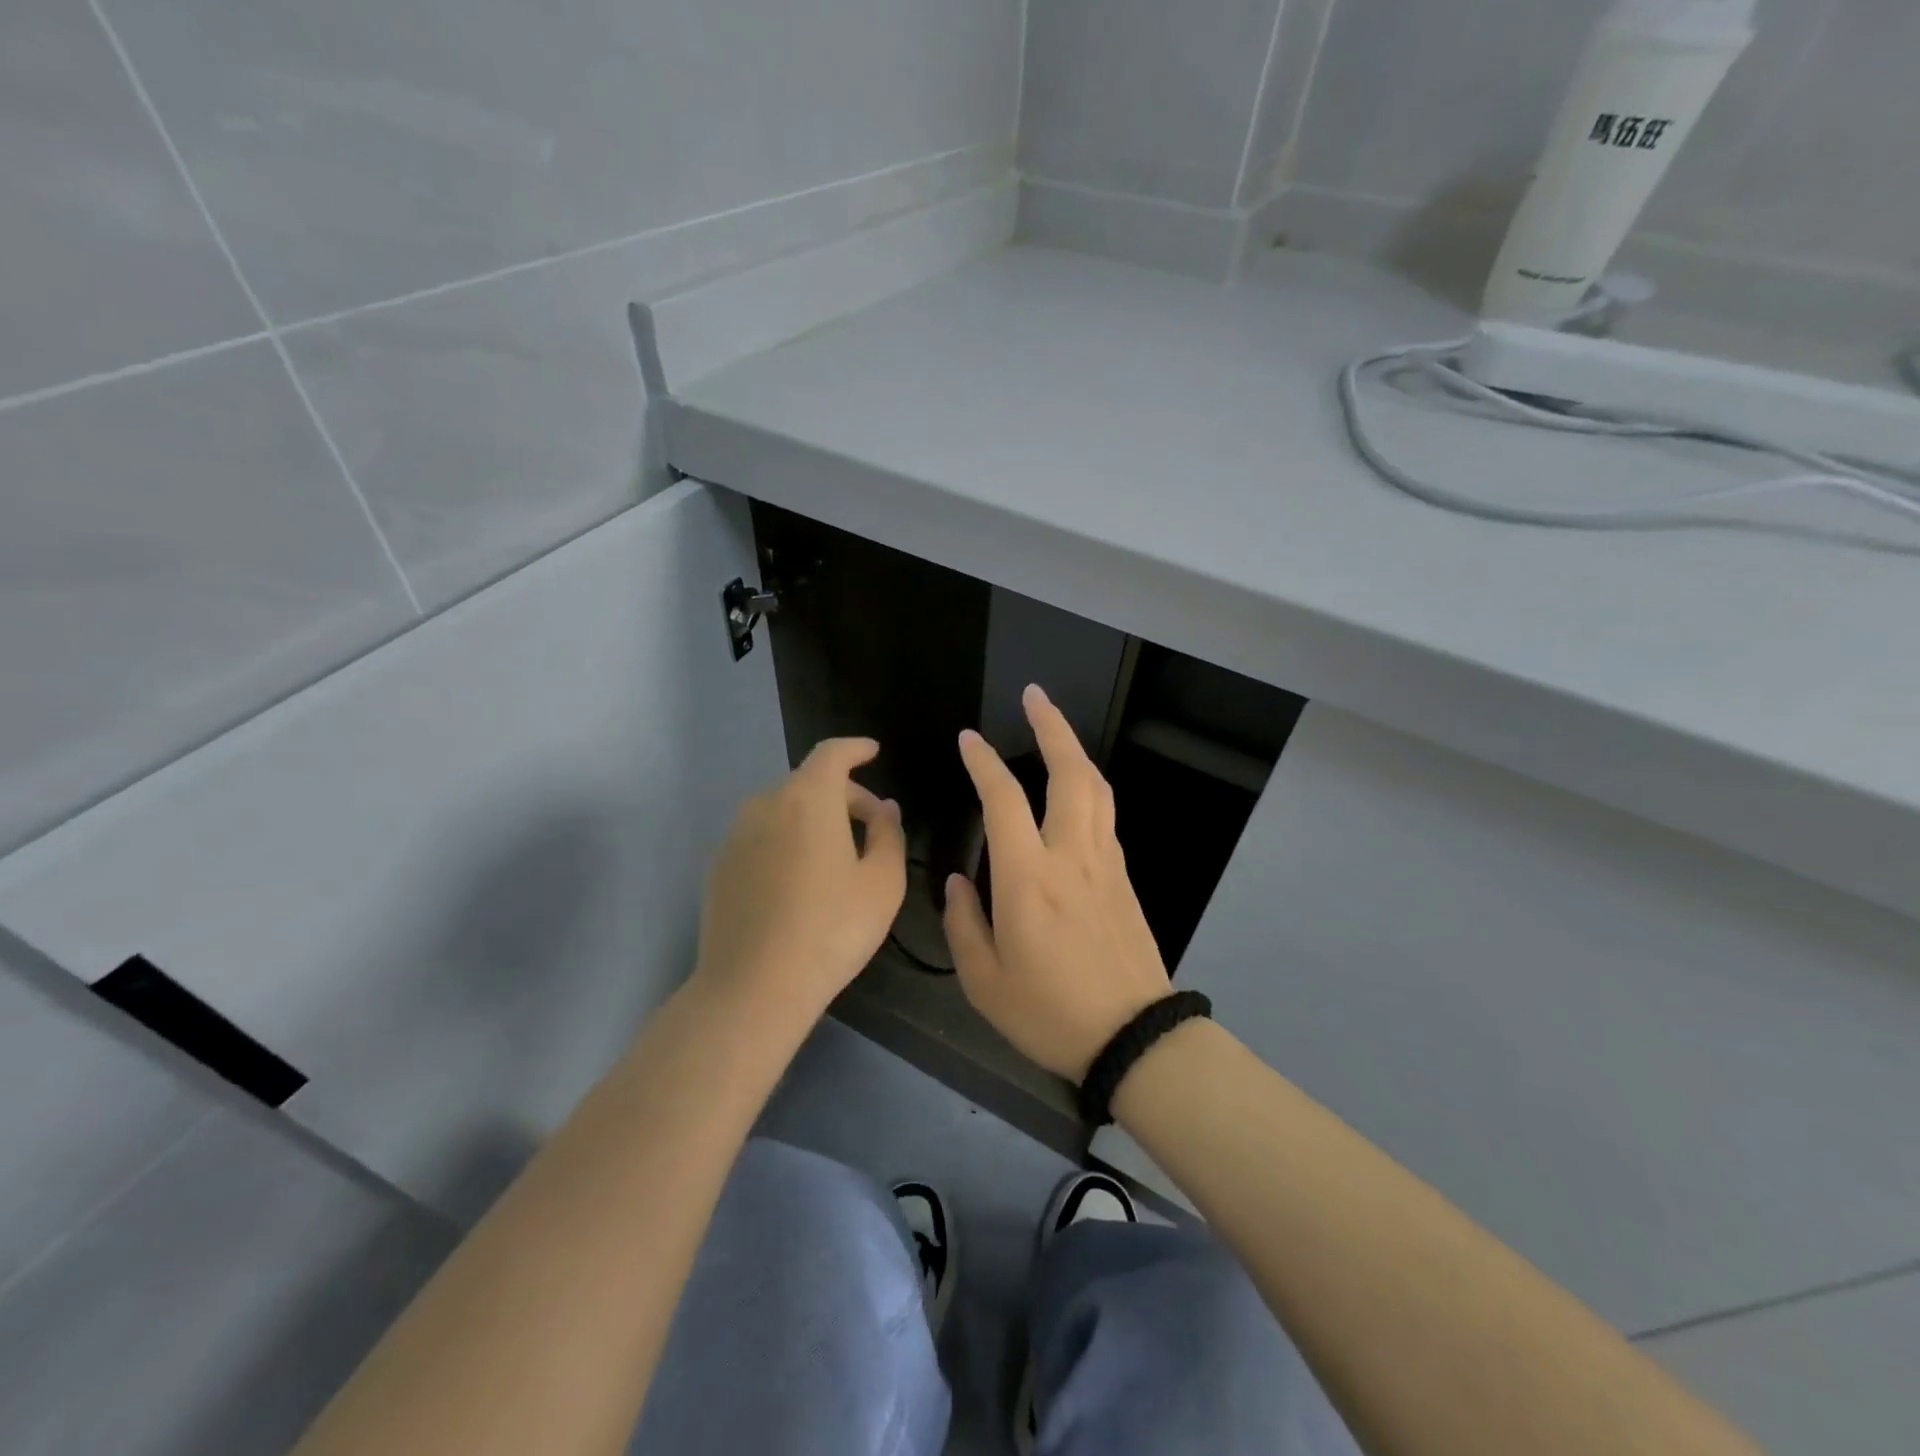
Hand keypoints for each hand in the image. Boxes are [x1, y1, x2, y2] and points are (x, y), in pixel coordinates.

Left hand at [692, 738, 905, 1031]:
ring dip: (813, 817)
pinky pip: (761, 835)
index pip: (832, 754)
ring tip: (836, 854)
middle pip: (809, 782)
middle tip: (872, 825)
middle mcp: (765, 804)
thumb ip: (888, 834)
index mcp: (808, 799)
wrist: (753, 988)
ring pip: (782, 809)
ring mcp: (735, 835)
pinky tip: (799, 880)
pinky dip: (786, 839)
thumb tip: (884, 809)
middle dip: (844, 794)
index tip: (873, 752)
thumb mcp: (883, 883)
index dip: (855, 748)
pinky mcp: (719, 866)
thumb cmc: (831, 929)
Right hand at [944, 686, 1171, 1080]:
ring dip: (1075, 750)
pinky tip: (1075, 789)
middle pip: (1069, 772)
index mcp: (1028, 878)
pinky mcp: (1125, 877)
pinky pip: (1106, 815)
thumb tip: (961, 880)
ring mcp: (1106, 863)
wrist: (1134, 1038)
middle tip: (1034, 695)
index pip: (1003, 799)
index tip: (968, 738)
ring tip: (1055, 728)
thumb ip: (964, 922)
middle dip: (1052, 725)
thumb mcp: (984, 981)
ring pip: (1096, 787)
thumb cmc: (1049, 1013)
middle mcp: (1071, 856)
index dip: (983, 762)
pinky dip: (1088, 786)